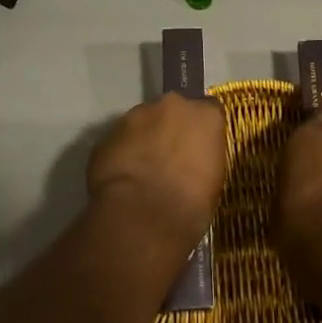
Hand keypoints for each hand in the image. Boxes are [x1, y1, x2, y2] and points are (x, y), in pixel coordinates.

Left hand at [86, 95, 226, 256]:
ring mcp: (137, 114)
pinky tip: (123, 178)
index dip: (200, 131)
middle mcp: (173, 105)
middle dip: (170, 129)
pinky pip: (120, 140)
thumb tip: (193, 162)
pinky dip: (122, 153)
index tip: (197, 149)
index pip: (209, 112)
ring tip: (141, 171)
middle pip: (173, 111)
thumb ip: (203, 157)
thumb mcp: (213, 181)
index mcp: (206, 115)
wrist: (141, 217)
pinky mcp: (109, 132)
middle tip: (168, 159)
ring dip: (144, 139)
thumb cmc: (190, 206)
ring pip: (143, 122)